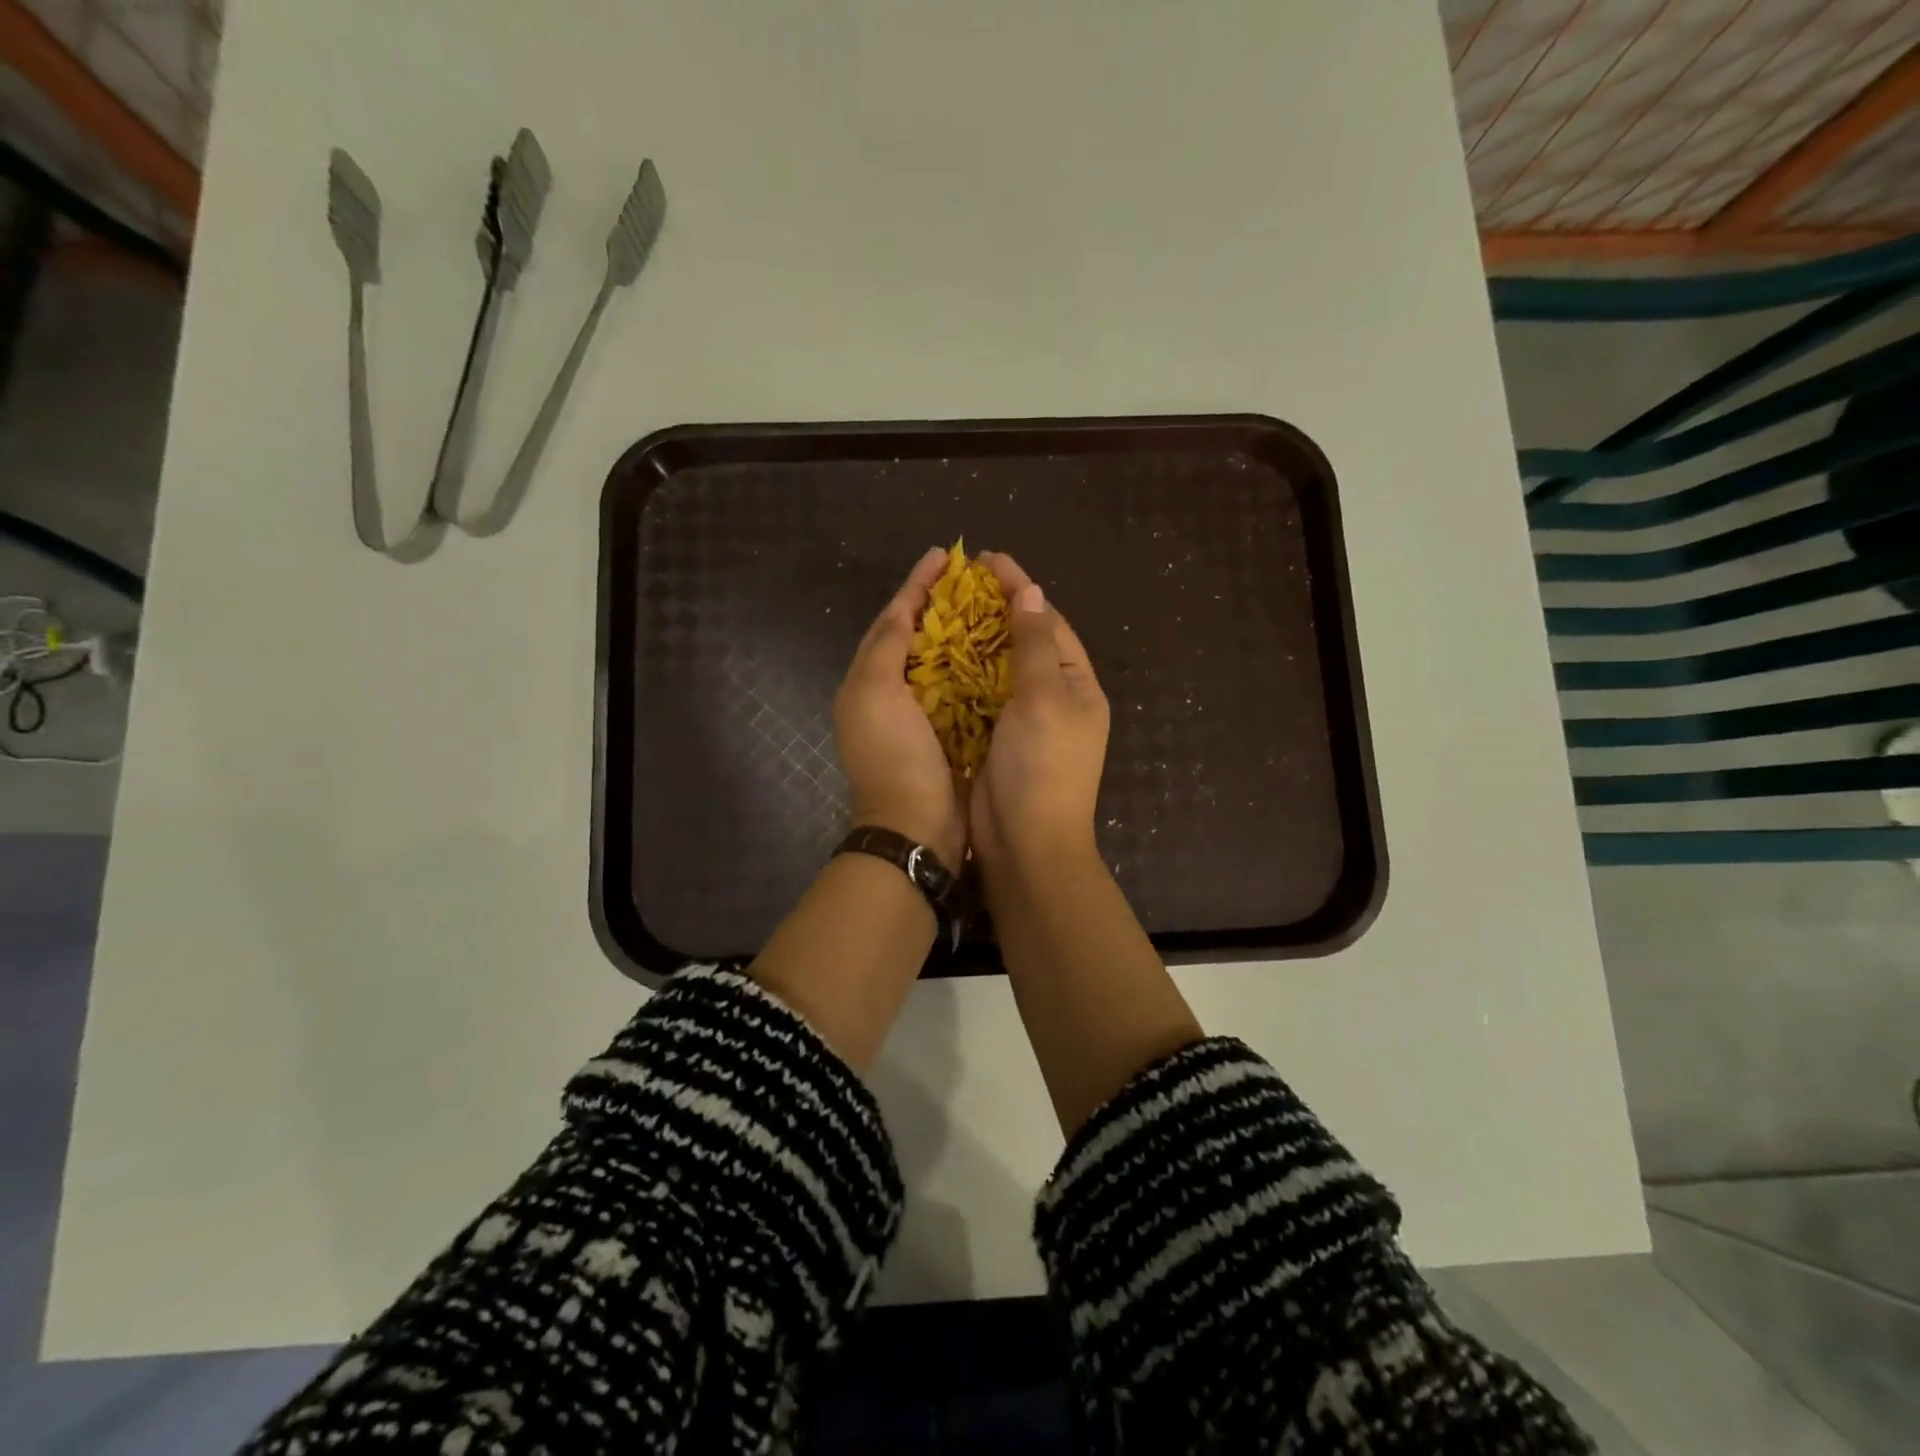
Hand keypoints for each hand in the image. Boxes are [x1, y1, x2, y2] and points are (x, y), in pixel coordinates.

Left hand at [834, 547, 968, 872]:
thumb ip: (886, 645)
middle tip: (976, 578)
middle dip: (943, 604)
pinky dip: (982, 668)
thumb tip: (902, 608)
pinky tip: (1005, 651)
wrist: (916, 825)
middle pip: (918, 636)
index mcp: (869, 679)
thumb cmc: (894, 755)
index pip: (893, 618)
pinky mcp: (953, 733)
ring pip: (945, 660)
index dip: (917, 585)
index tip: (944, 556)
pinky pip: (967, 689)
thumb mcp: (875, 692)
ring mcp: (924, 714)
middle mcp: (893, 693)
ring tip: (995, 605)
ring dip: (966, 633)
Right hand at [972, 553, 1109, 873]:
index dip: (1020, 589)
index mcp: (1076, 685)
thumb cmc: (1042, 768)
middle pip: (1024, 641)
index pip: (1049, 623)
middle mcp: (1053, 699)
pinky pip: (978, 696)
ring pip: (998, 668)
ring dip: (975, 639)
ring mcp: (1023, 721)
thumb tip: (1032, 593)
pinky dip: (961, 674)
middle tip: (959, 581)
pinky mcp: (994, 739)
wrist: (1025, 844)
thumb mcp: (1045, 699)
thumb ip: (1035, 646)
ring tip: (942, 610)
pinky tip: (935, 657)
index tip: (987, 560)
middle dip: (995, 609)